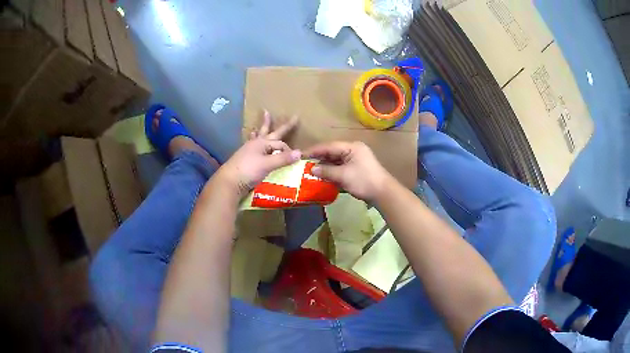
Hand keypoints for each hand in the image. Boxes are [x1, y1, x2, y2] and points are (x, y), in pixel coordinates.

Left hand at [217, 111, 299, 196]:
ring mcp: (250, 150)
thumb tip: (300, 153)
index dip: (288, 151)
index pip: (281, 144)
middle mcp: (256, 143)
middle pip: (272, 132)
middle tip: (294, 117)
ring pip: (260, 135)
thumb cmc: (248, 170)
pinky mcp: (246, 158)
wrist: (230, 181)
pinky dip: (254, 137)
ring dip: (265, 126)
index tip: (294, 160)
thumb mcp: (267, 164)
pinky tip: (252, 135)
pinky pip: (253, 143)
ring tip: (266, 116)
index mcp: (262, 143)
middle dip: (284, 126)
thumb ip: (283, 159)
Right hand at [305, 141, 391, 201]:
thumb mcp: (343, 175)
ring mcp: (356, 160)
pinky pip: (341, 167)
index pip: (329, 146)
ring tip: (311, 171)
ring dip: (325, 166)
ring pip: (336, 160)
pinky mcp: (357, 169)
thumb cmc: (363, 181)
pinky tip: (323, 176)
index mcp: (352, 147)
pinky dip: (332, 172)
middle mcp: (354, 150)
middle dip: (319, 158)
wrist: (383, 193)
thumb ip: (326, 171)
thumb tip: (312, 169)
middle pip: (332, 152)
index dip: (315, 150)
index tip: (301, 154)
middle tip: (304, 163)